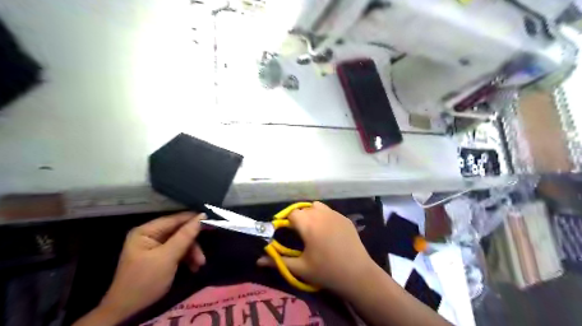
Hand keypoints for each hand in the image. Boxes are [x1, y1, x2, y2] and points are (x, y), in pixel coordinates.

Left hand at [96, 212, 203, 321]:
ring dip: (192, 252)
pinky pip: (178, 251)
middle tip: (203, 254)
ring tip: (200, 264)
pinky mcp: (160, 256)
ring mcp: (155, 246)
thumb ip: (185, 236)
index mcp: (146, 231)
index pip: (175, 219)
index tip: (212, 222)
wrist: (128, 311)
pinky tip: (194, 267)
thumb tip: (202, 216)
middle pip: (179, 231)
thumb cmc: (145, 281)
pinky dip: (187, 258)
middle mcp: (150, 235)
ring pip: (181, 242)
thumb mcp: (168, 257)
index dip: (193, 220)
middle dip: (193, 243)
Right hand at [256, 202, 375, 294]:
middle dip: (298, 218)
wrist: (358, 274)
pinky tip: (328, 232)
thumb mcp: (300, 268)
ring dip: (311, 213)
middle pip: (303, 208)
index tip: (287, 233)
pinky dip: (324, 216)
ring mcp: (335, 214)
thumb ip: (278, 261)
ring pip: (317, 206)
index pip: (291, 213)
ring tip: (312, 229)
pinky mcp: (345, 218)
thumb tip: (258, 260)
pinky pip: (330, 211)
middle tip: (299, 234)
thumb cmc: (326, 271)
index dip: (287, 221)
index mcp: (308, 224)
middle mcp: (321, 214)